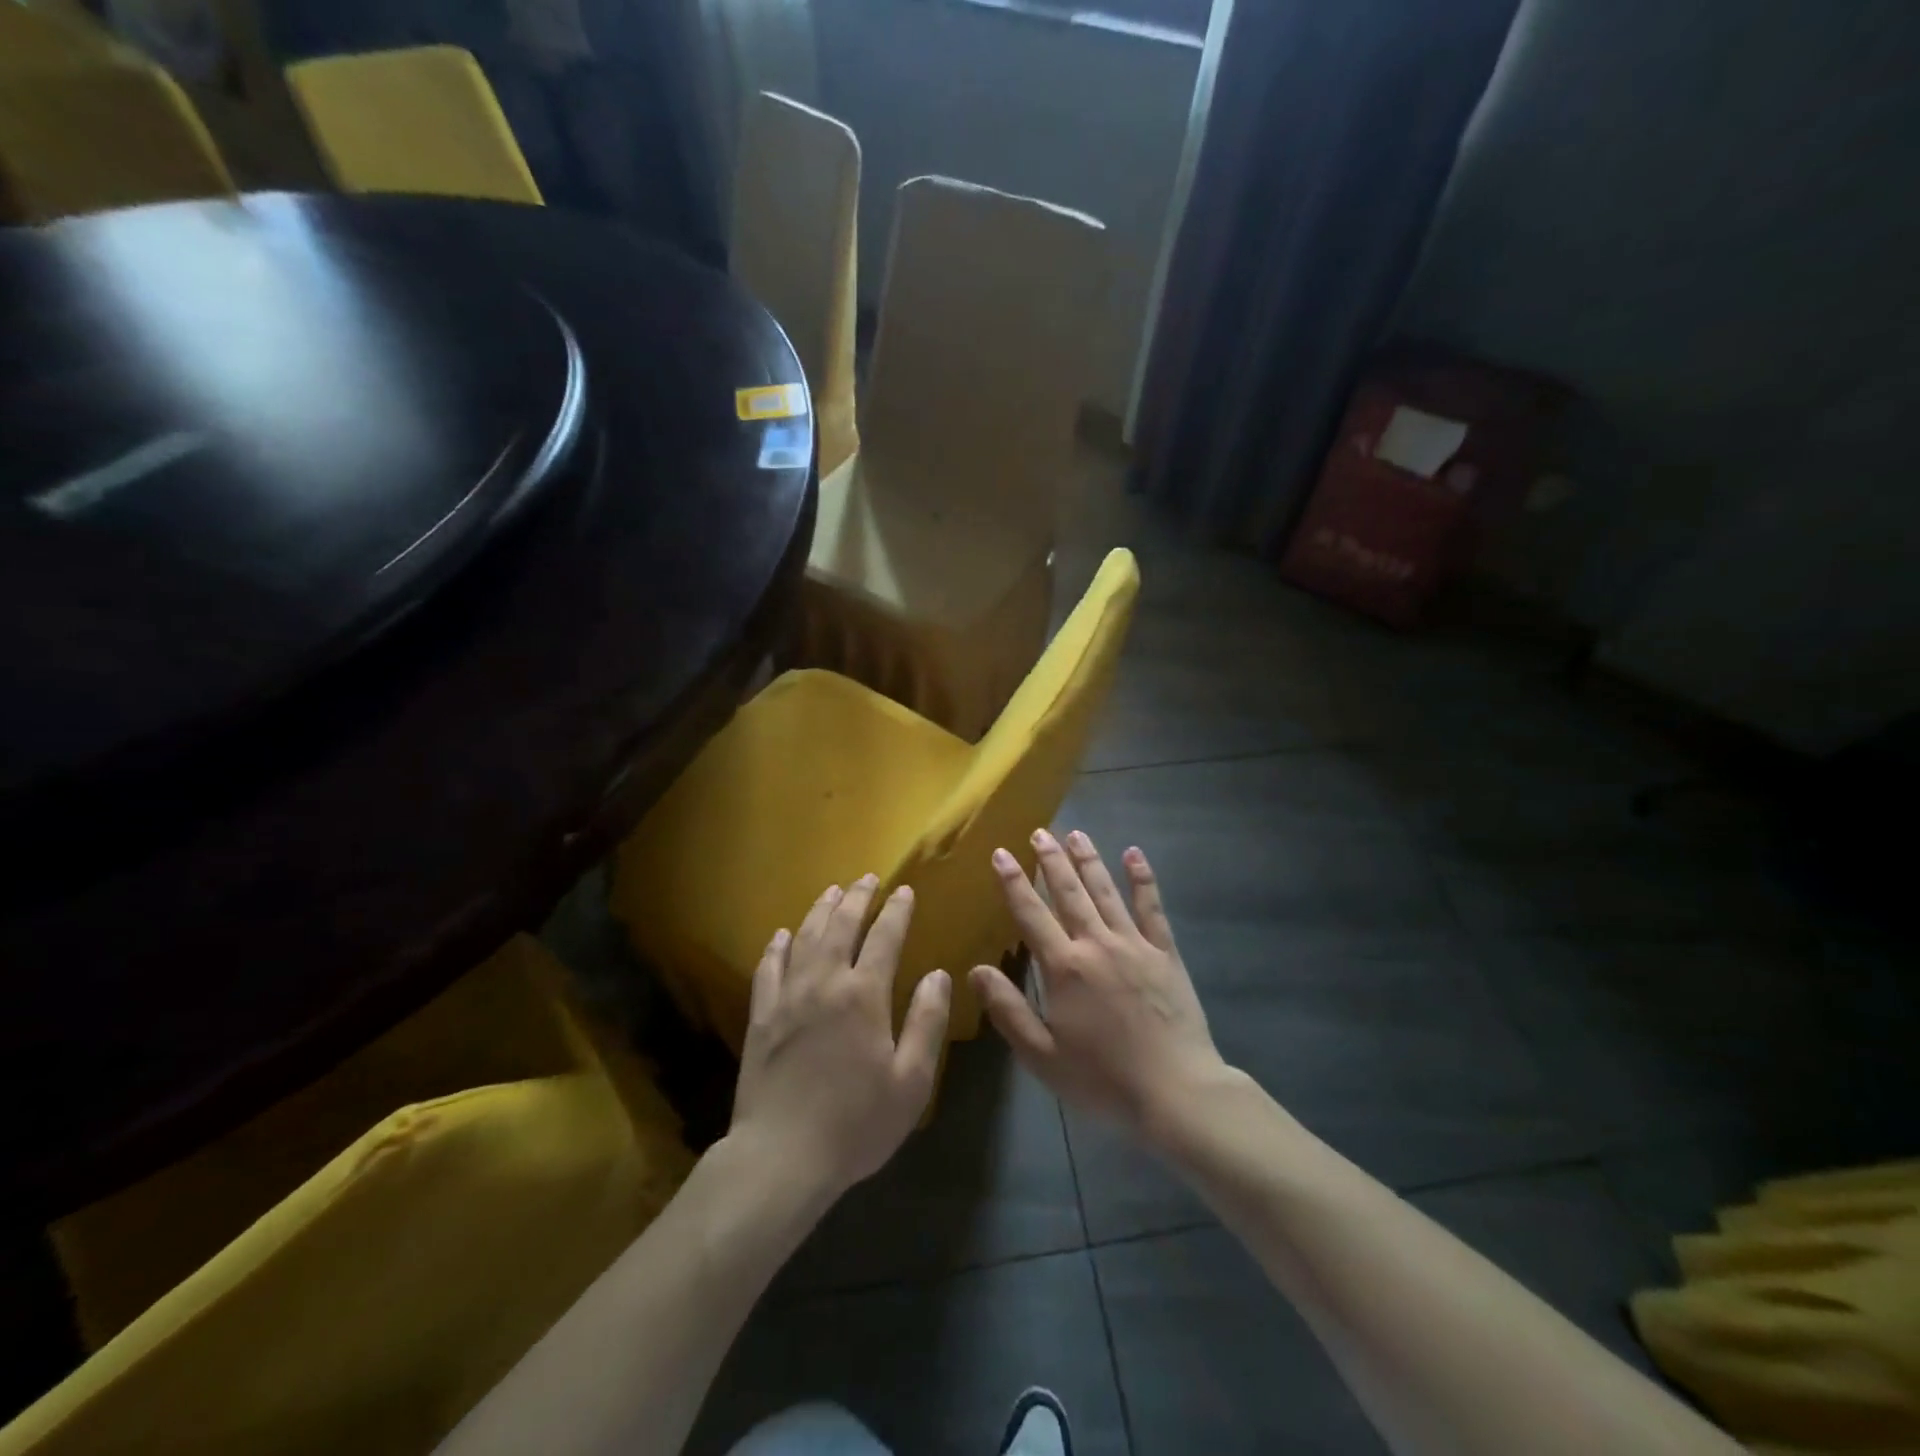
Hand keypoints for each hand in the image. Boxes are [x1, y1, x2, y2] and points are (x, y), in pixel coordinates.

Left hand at [729, 875, 951, 1199]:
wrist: (782, 1157)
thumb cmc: (856, 1123)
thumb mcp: (910, 1080)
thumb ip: (926, 1022)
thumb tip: (939, 975)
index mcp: (864, 995)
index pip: (884, 937)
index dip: (897, 911)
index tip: (905, 891)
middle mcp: (824, 983)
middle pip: (841, 925)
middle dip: (857, 898)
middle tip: (867, 878)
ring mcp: (787, 997)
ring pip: (804, 938)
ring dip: (820, 910)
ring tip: (832, 892)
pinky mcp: (760, 1016)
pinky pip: (768, 968)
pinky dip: (777, 946)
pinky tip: (782, 935)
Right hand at [969, 830, 1228, 1143]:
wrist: (1176, 1093)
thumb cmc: (1103, 1080)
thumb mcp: (1042, 1056)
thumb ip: (1008, 1010)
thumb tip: (975, 970)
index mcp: (1065, 968)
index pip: (1031, 914)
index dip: (1013, 882)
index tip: (1000, 853)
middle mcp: (1097, 944)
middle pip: (1069, 893)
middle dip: (1051, 860)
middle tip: (1039, 832)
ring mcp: (1134, 944)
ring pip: (1106, 891)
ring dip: (1089, 860)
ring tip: (1076, 833)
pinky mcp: (1165, 953)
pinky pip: (1152, 907)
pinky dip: (1142, 879)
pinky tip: (1134, 854)